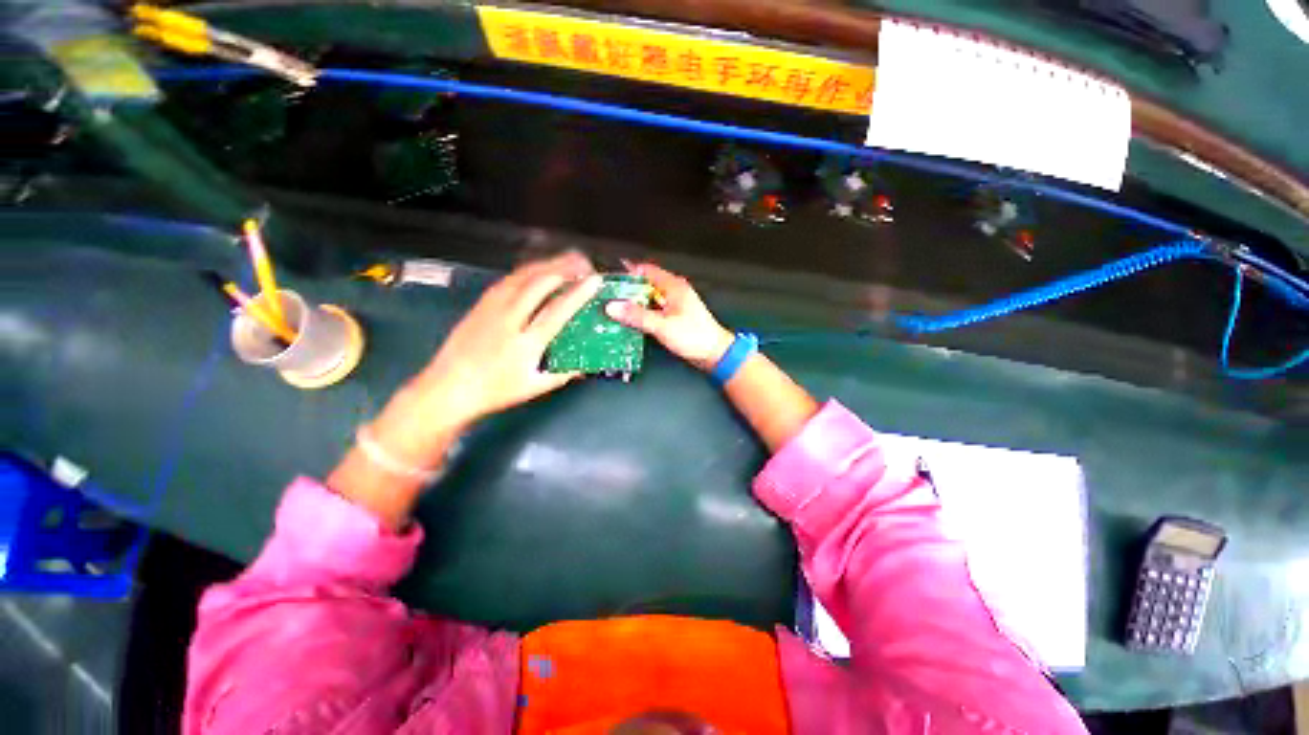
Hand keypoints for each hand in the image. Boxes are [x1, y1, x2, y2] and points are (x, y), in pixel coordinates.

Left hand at [413, 251, 601, 426]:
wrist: (447, 387)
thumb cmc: (494, 391)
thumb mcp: (533, 388)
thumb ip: (563, 375)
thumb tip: (585, 366)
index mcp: (527, 343)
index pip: (558, 311)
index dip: (579, 293)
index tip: (595, 280)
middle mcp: (510, 319)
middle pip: (540, 283)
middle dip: (565, 268)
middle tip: (584, 263)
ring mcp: (492, 307)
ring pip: (522, 276)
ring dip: (547, 264)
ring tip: (566, 259)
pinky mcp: (481, 303)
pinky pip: (508, 279)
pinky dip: (528, 270)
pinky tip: (537, 269)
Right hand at [605, 261, 733, 371]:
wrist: (714, 353)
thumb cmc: (693, 337)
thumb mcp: (662, 326)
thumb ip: (638, 316)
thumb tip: (612, 307)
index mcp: (673, 286)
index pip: (647, 270)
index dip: (628, 272)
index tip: (610, 280)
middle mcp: (674, 291)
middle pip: (646, 284)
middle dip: (628, 289)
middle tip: (608, 296)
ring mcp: (675, 304)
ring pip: (649, 298)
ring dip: (635, 302)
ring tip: (615, 309)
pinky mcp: (674, 317)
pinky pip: (654, 310)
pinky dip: (643, 313)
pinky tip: (631, 321)